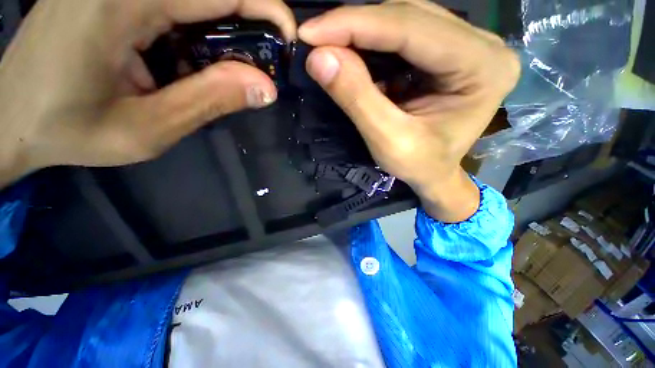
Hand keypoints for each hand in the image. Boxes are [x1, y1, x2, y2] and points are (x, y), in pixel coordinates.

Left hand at [0, 0, 295, 188]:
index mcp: (122, 3)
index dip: (267, 9)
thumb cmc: (67, 130)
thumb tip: (265, 88)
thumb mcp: (147, 129)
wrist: (10, 117)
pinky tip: (185, 57)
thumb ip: (209, 101)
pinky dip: (193, 27)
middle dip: (247, 23)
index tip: (288, 40)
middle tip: (258, 65)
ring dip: (219, 30)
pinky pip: (171, 4)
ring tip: (220, 70)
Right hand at [299, 0, 519, 221]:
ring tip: (329, 44)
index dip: (355, 25)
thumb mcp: (388, 141)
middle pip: (410, 17)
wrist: (435, 175)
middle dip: (355, 26)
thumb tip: (319, 57)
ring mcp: (469, 44)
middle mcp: (484, 45)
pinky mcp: (450, 51)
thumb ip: (357, 98)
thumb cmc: (420, 167)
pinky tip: (353, 53)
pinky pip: (406, 34)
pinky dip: (373, 42)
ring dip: (362, 31)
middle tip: (315, 38)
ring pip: (405, 20)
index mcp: (484, 68)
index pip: (412, 29)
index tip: (310, 32)